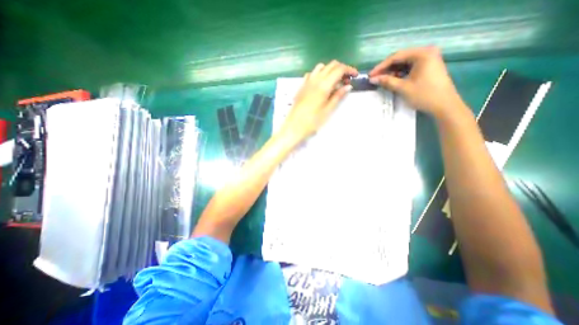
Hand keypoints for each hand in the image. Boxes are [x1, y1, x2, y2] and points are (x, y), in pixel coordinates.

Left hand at [277, 61, 354, 143]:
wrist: (294, 126)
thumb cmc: (312, 122)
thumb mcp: (328, 110)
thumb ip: (338, 96)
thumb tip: (348, 86)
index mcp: (323, 85)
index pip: (339, 69)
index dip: (349, 70)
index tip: (355, 76)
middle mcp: (315, 79)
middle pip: (331, 65)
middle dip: (342, 69)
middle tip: (346, 81)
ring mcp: (306, 82)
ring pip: (321, 67)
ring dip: (330, 70)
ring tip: (334, 83)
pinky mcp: (301, 86)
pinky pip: (311, 74)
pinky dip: (319, 74)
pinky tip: (320, 85)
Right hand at [370, 46, 464, 118]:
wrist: (444, 105)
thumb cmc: (424, 95)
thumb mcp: (403, 88)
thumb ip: (387, 81)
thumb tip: (372, 79)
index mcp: (422, 54)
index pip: (396, 57)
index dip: (381, 67)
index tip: (370, 75)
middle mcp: (426, 52)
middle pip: (400, 58)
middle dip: (386, 69)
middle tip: (374, 78)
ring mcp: (428, 59)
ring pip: (404, 63)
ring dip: (392, 72)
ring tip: (382, 80)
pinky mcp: (428, 67)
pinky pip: (410, 67)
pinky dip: (400, 74)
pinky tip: (393, 80)